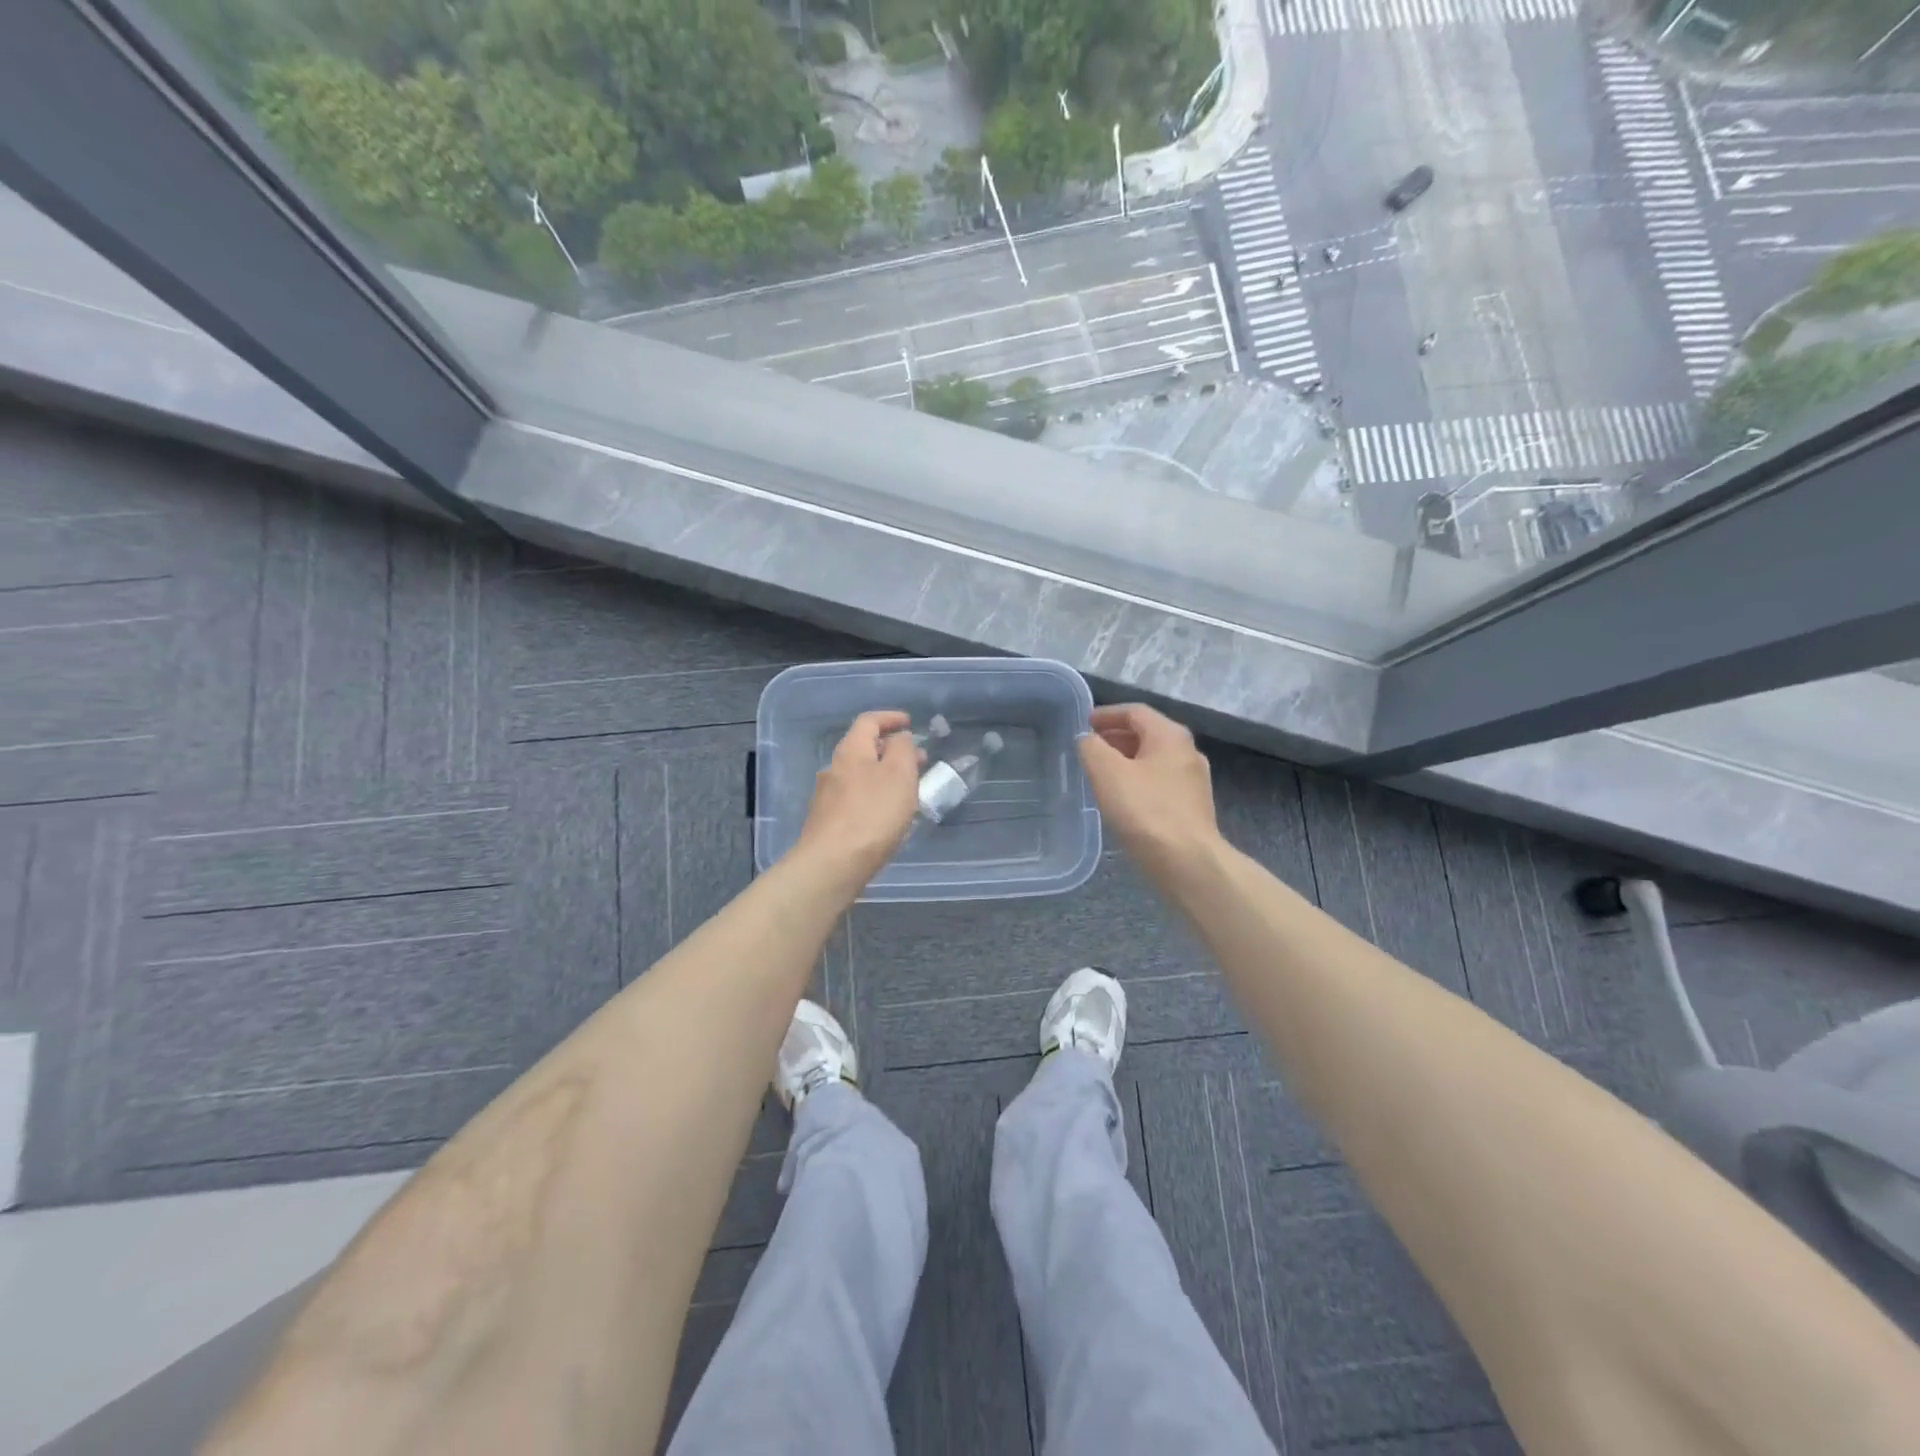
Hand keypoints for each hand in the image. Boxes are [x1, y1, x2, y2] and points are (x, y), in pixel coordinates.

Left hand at [795, 710, 922, 884]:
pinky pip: (856, 799)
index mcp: (850, 751)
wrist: (832, 864)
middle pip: (863, 749)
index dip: (890, 718)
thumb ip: (903, 749)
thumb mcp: (899, 774)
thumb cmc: (872, 814)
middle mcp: (834, 768)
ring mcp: (827, 797)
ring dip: (884, 776)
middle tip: (918, 760)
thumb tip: (899, 738)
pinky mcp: (828, 822)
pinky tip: (888, 816)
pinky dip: (875, 797)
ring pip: (860, 775)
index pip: (868, 721)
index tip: (909, 722)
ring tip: (908, 790)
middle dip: (891, 750)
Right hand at [1077, 704, 1222, 878]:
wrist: (1188, 862)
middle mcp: (1187, 752)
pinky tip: (1122, 799)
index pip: (1135, 712)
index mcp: (1170, 736)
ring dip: (1125, 761)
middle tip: (1088, 749)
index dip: (1106, 715)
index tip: (1083, 725)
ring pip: (1153, 760)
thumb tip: (1087, 739)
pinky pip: (1159, 783)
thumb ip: (1091, 748)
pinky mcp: (1192, 808)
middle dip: (1115, 738)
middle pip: (1147, 734)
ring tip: (1099, 773)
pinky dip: (1137, 781)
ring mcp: (1193, 781)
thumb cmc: (1145, 810)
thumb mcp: (1107, 772)